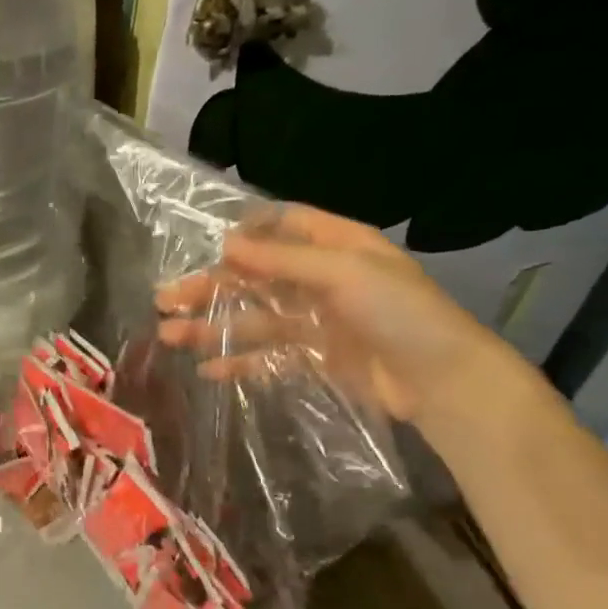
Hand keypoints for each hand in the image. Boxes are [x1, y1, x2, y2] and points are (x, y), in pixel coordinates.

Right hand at [154, 204, 520, 428]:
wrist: (443, 382)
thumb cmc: (400, 314)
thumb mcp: (344, 273)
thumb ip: (282, 261)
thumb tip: (226, 243)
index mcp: (337, 246)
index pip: (283, 226)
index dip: (244, 234)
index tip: (204, 248)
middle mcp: (323, 279)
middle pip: (255, 277)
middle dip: (209, 288)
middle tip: (164, 301)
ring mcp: (317, 321)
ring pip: (253, 318)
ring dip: (212, 327)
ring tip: (169, 338)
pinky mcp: (315, 358)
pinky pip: (268, 355)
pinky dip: (238, 361)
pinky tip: (207, 369)